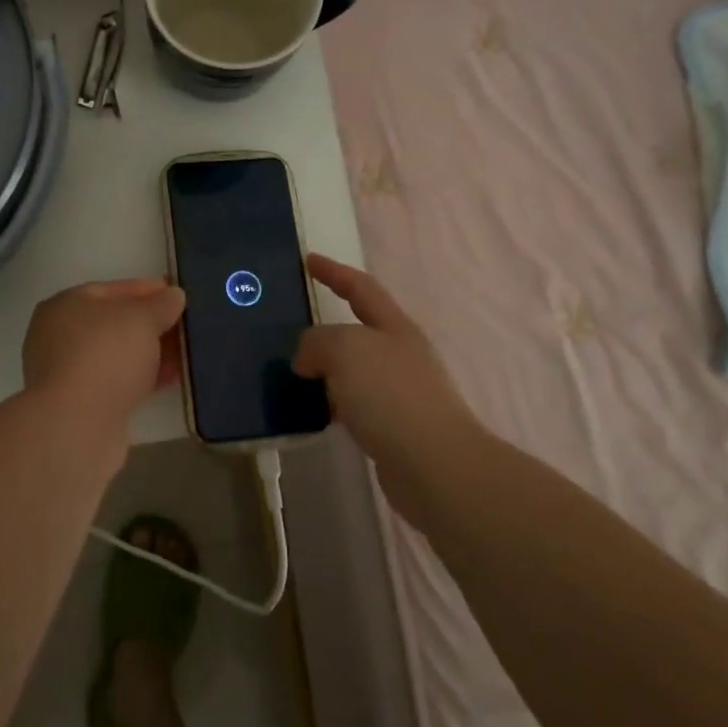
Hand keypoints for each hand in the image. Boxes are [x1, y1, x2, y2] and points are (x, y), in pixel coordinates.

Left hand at [23, 278, 186, 421]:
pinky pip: (121, 382)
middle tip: (185, 324)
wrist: (77, 426)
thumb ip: (160, 304)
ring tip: (187, 350)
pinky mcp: (84, 405)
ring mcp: (70, 373)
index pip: (112, 290)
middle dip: (151, 323)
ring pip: (119, 355)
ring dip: (151, 352)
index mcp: (66, 305)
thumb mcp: (140, 319)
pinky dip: (145, 377)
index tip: (176, 294)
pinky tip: (174, 376)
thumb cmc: (105, 355)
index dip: (147, 289)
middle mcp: (61, 336)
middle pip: (115, 323)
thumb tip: (173, 295)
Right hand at [293, 254, 478, 485]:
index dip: (334, 272)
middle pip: (359, 329)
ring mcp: (401, 392)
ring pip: (354, 370)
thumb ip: (317, 342)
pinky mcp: (395, 428)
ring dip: (326, 369)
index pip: (360, 288)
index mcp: (395, 327)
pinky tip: (314, 412)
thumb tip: (307, 359)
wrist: (436, 466)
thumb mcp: (345, 350)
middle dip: (327, 327)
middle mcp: (400, 354)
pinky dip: (333, 401)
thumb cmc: (391, 395)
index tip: (308, 259)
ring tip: (293, 373)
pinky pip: (355, 403)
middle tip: (292, 327)